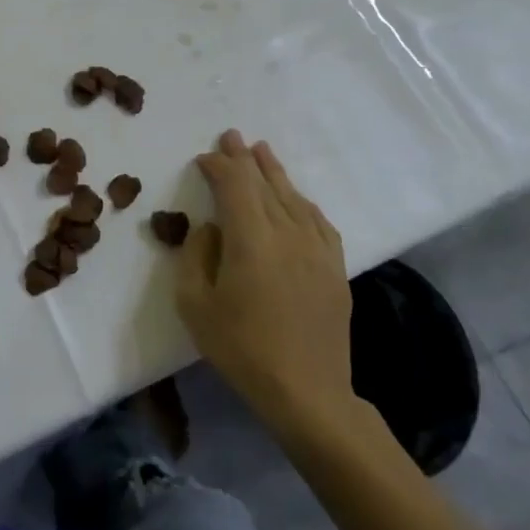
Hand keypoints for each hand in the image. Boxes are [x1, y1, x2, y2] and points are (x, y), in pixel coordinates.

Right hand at [178, 131, 357, 441]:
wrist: (307, 393)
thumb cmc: (241, 348)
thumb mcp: (194, 303)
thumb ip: (196, 255)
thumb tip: (212, 228)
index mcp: (251, 240)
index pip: (234, 186)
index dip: (218, 166)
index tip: (203, 158)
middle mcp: (287, 235)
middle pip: (265, 185)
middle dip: (245, 159)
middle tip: (231, 136)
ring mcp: (317, 251)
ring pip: (294, 198)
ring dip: (275, 172)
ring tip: (262, 151)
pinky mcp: (335, 270)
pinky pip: (319, 222)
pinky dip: (304, 202)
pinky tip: (297, 197)